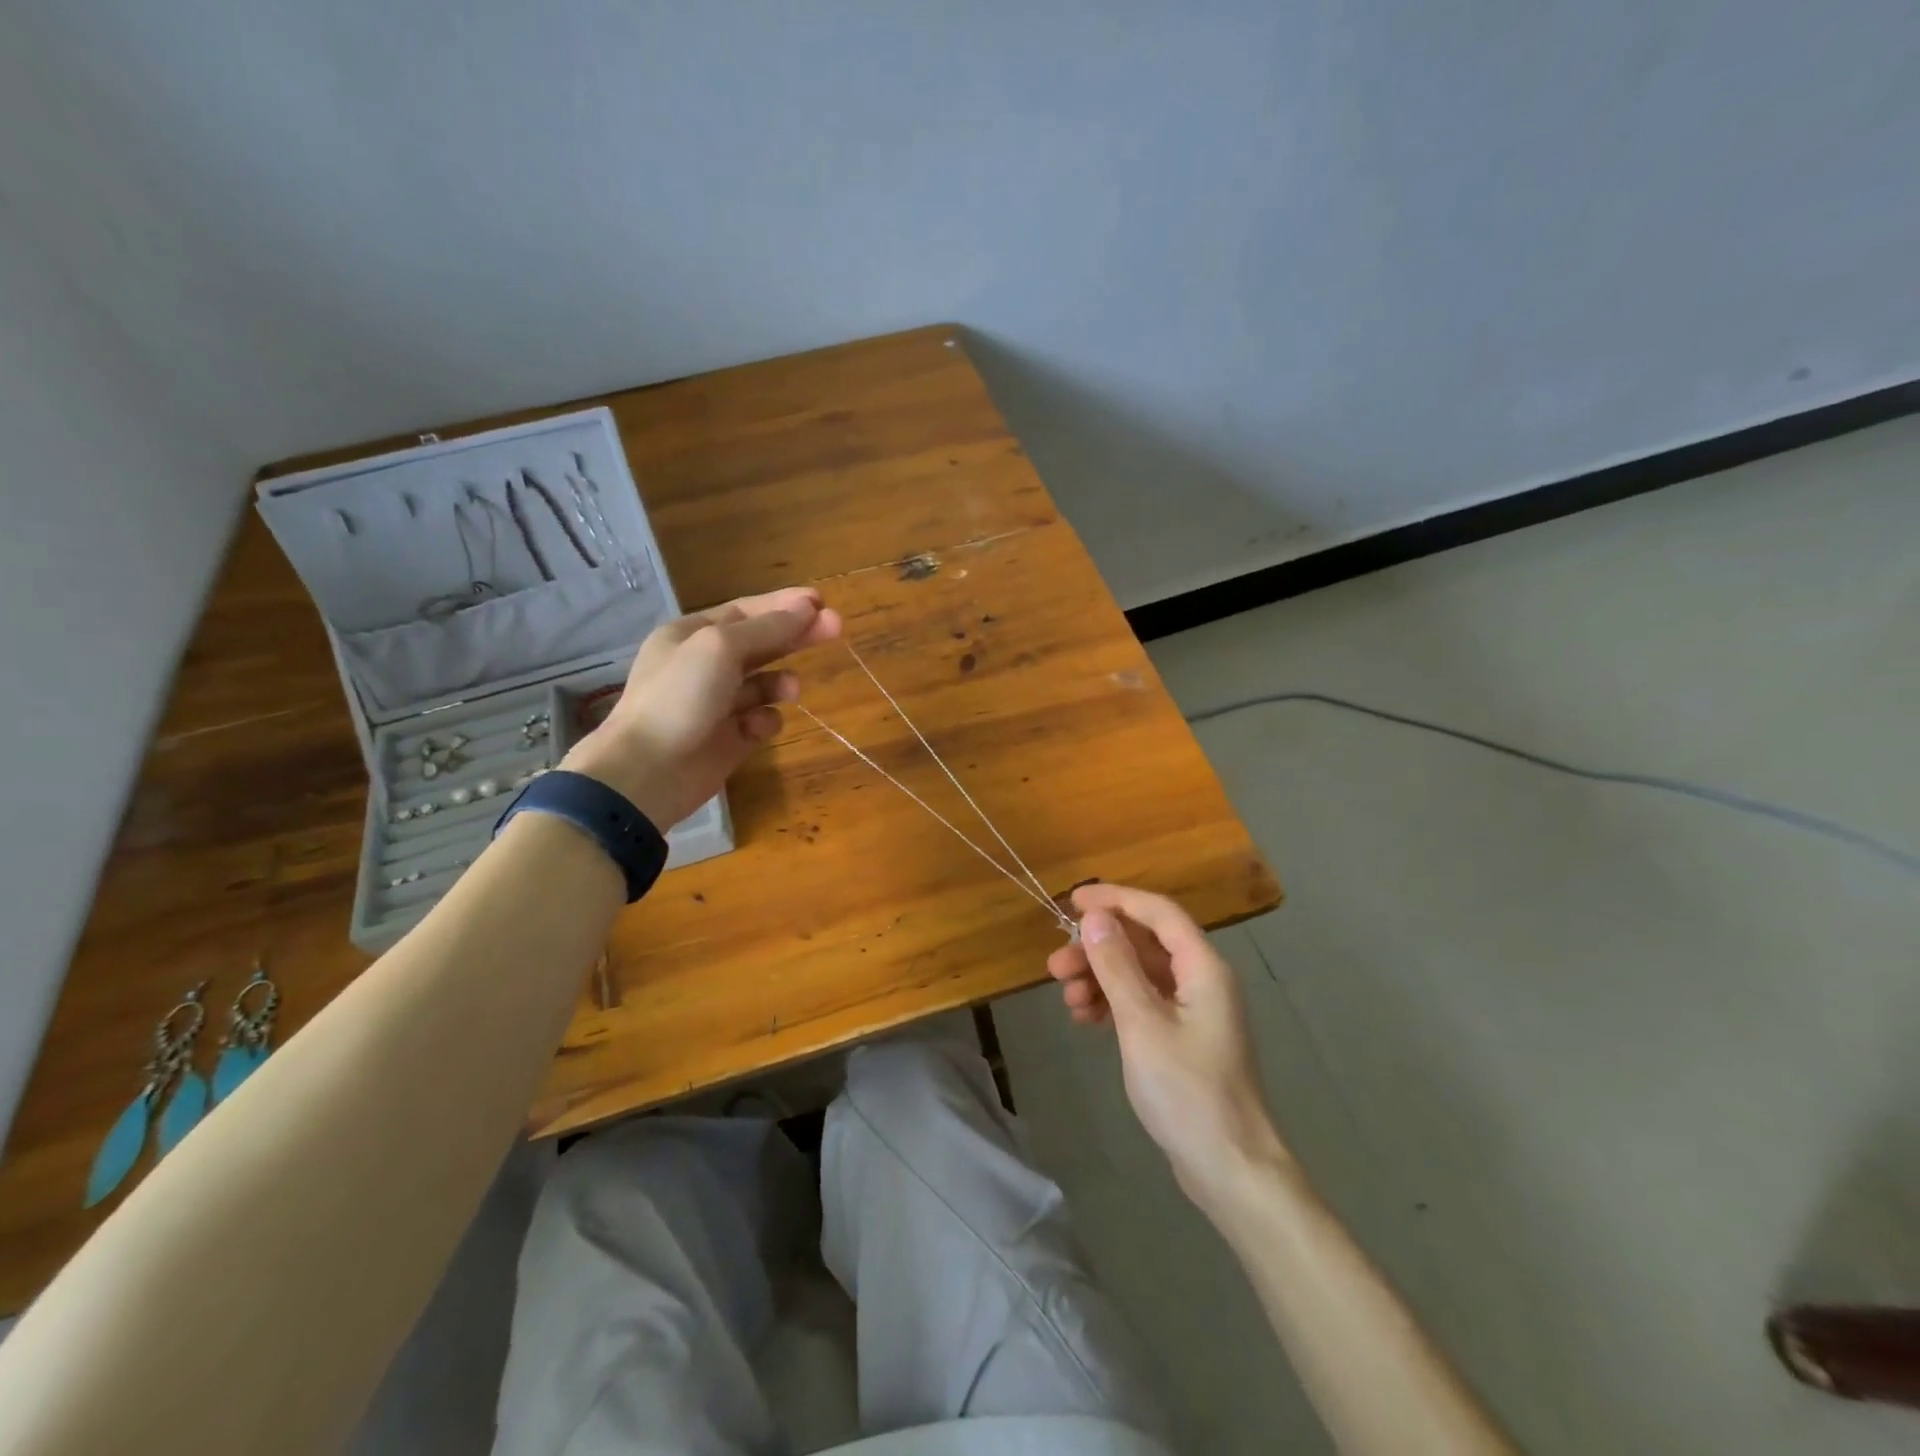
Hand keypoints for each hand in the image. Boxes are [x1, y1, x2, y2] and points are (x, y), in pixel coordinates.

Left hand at [560, 587, 840, 827]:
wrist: (649, 771)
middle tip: (837, 628)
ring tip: (791, 689)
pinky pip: (760, 721)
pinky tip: (757, 726)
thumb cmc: (680, 696)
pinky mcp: (730, 739)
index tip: (821, 602)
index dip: (784, 605)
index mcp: (692, 635)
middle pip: (761, 643)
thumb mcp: (721, 648)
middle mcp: (704, 665)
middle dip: (796, 636)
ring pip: (763, 684)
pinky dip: (766, 720)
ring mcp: (717, 704)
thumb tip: (807, 607)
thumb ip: (767, 628)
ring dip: (781, 682)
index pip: (746, 611)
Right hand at [1046, 883, 1290, 1209]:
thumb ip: (1116, 966)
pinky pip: (1143, 1003)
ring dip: (1101, 978)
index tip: (1073, 900)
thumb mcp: (1142, 1023)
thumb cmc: (1186, 1090)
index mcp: (1203, 967)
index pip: (1157, 912)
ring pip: (1140, 975)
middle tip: (1055, 966)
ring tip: (1066, 999)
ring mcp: (1194, 1011)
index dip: (1115, 899)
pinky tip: (1086, 1019)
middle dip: (1098, 948)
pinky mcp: (1184, 1038)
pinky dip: (1113, 1004)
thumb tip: (1094, 917)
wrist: (1230, 1168)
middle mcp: (1201, 980)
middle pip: (1144, 944)